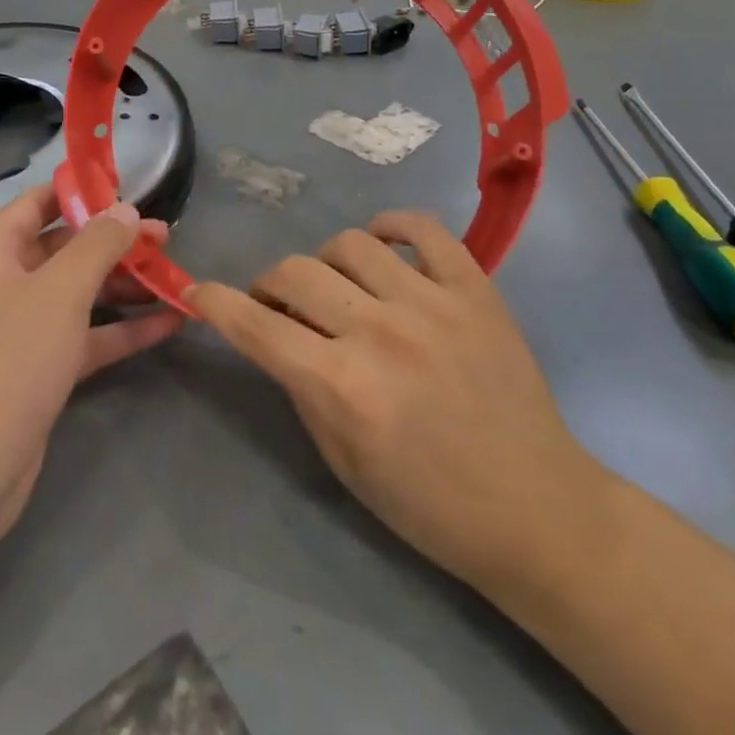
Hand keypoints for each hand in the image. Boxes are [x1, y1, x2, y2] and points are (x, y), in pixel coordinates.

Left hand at [0, 188, 183, 549]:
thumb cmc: (8, 362)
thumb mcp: (60, 292)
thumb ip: (97, 245)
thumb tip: (125, 210)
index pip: (37, 205)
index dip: (79, 193)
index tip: (126, 188)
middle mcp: (2, 286)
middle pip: (64, 249)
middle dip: (114, 242)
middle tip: (165, 237)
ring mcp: (20, 331)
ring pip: (78, 294)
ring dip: (124, 285)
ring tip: (174, 276)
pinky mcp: (39, 371)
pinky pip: (85, 336)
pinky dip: (122, 328)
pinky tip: (169, 323)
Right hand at [187, 211, 600, 593]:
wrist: (535, 509)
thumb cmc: (429, 504)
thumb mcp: (343, 461)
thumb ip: (301, 387)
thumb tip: (274, 335)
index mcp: (341, 386)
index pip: (255, 325)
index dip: (216, 304)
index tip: (199, 292)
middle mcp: (379, 332)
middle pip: (295, 272)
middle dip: (270, 285)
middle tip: (280, 305)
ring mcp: (431, 302)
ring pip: (349, 243)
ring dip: (325, 262)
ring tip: (338, 287)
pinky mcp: (474, 288)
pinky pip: (422, 228)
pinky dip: (391, 225)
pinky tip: (381, 244)